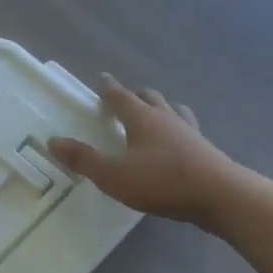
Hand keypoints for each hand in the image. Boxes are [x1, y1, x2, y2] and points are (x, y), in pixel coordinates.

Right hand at [49, 75, 240, 225]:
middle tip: (125, 97)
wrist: (219, 195)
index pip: (121, 97)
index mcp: (143, 119)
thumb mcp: (114, 175)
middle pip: (150, 98)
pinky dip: (176, 129)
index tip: (102, 78)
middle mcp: (167, 118)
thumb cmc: (162, 181)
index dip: (109, 88)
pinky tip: (177, 141)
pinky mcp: (204, 150)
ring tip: (154, 113)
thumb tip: (53, 141)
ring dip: (160, 108)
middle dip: (135, 95)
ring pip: (173, 111)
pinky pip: (187, 130)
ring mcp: (190, 133)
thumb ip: (83, 159)